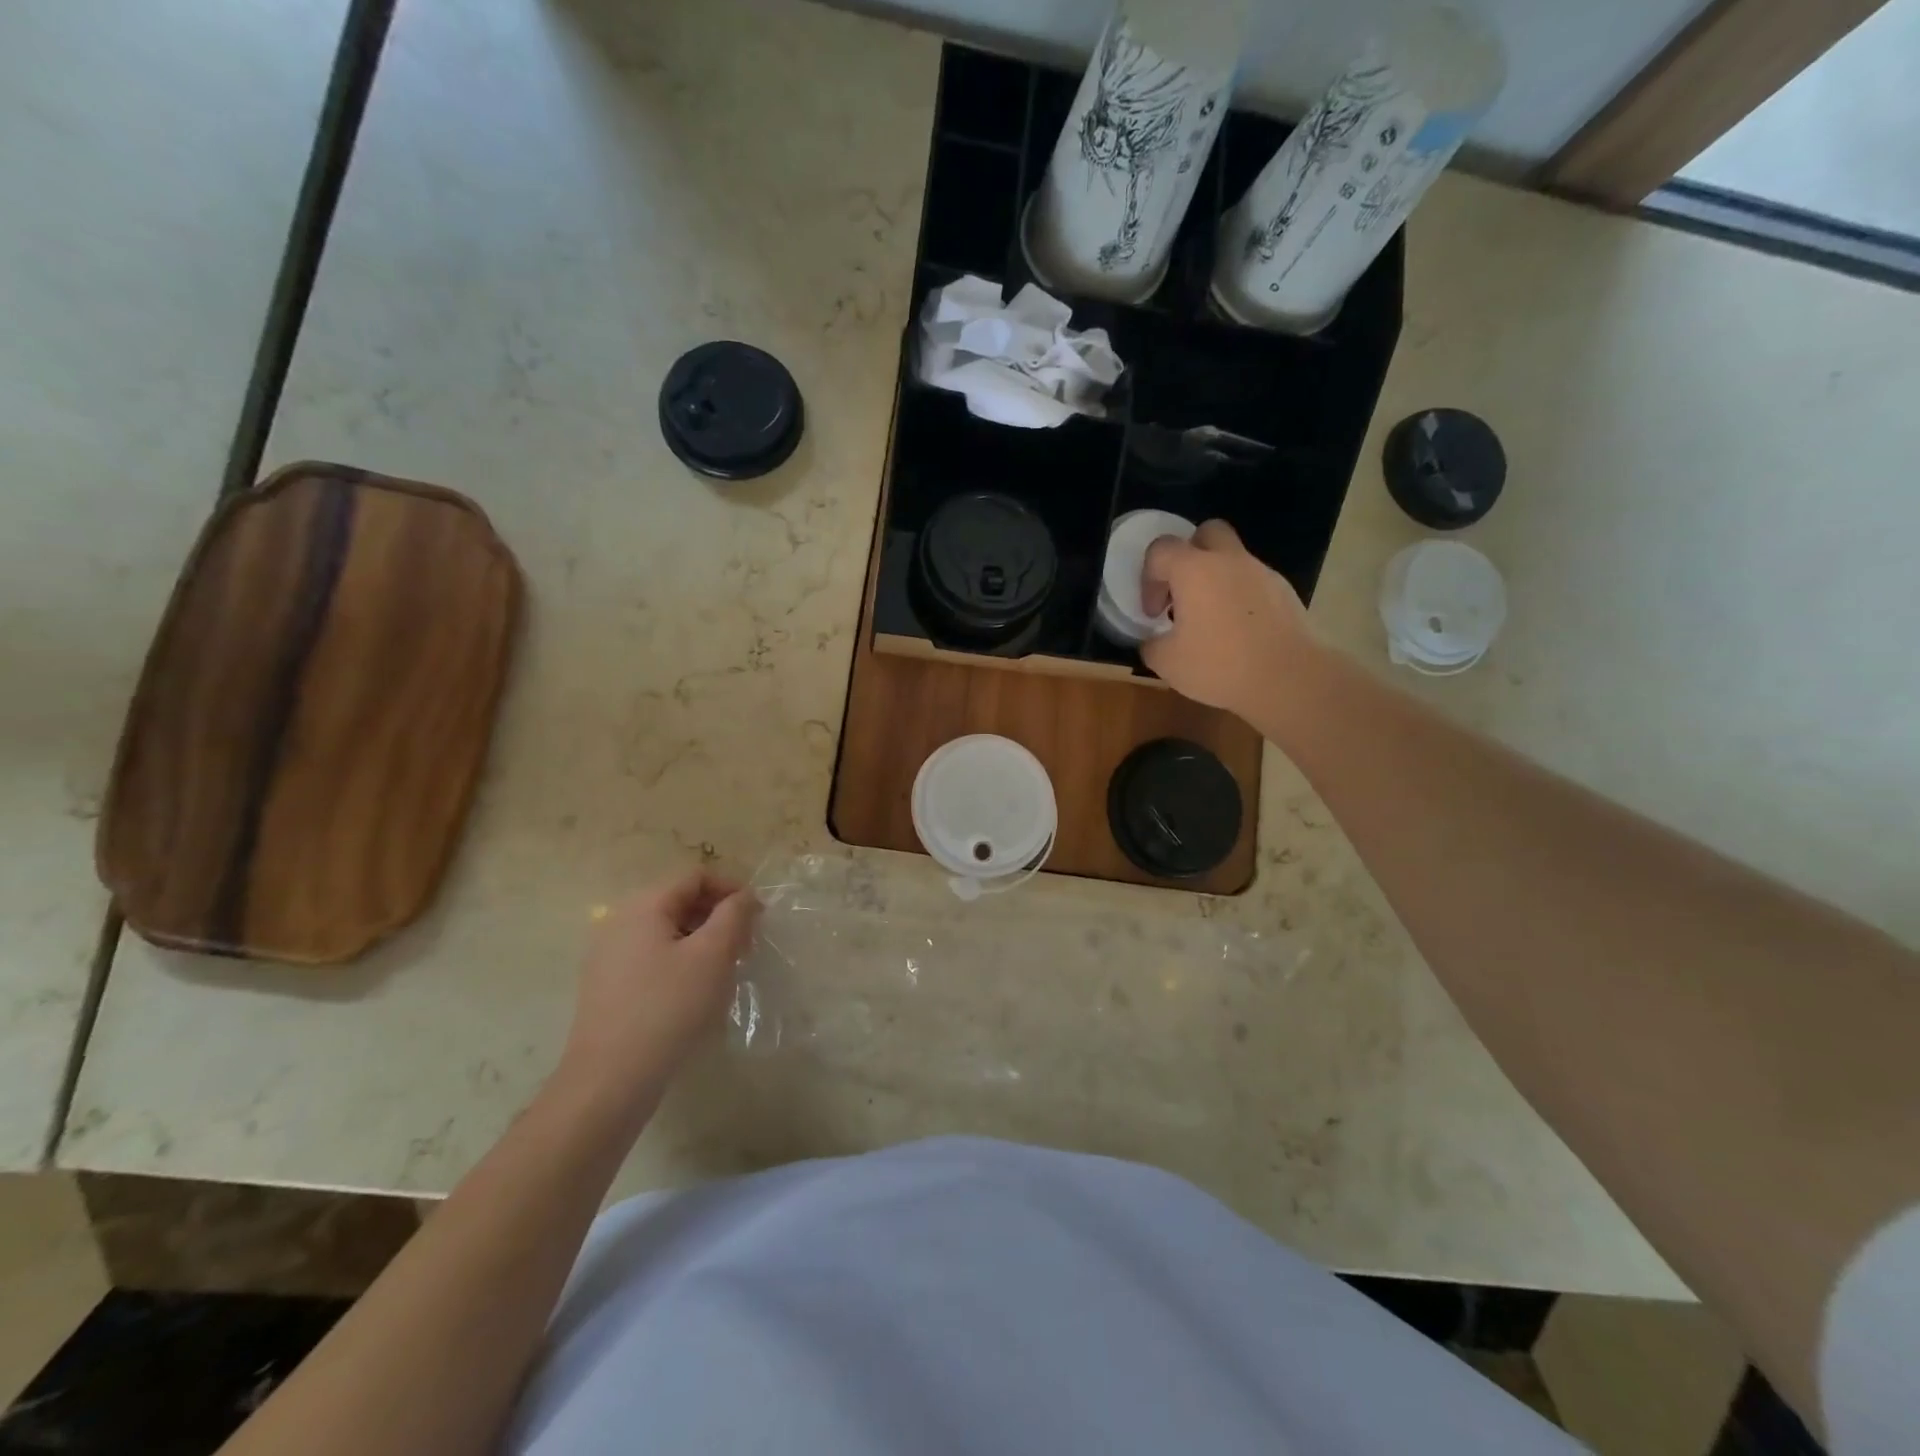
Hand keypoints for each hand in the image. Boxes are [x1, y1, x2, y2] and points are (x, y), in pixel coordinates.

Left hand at [558, 870, 759, 1114]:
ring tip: (725, 970)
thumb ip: (734, 915)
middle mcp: (619, 921)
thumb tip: (744, 897)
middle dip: (718, 916)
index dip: (731, 889)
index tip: (758, 917)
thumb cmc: (668, 1008)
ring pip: (667, 931)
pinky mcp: (607, 985)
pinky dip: (681, 961)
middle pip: (680, 900)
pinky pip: (652, 956)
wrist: (609, 1080)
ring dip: (702, 940)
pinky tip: (695, 992)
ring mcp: (608, 954)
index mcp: (643, 905)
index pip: (696, 876)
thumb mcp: (713, 955)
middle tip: (746, 945)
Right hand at [1140, 519, 1314, 718]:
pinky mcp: (1285, 592)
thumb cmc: (1220, 665)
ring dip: (1216, 579)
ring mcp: (1262, 573)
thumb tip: (1153, 641)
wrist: (1288, 678)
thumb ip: (1152, 645)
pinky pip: (1253, 582)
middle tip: (1183, 592)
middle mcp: (1229, 561)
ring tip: (1211, 620)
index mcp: (1194, 570)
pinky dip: (1240, 597)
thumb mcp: (1167, 663)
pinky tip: (1238, 632)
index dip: (1148, 579)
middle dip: (1189, 556)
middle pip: (1207, 533)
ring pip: (1233, 559)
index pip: (1161, 550)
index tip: (1153, 613)